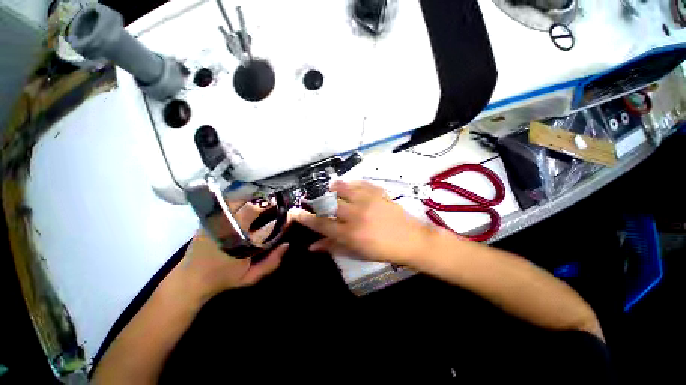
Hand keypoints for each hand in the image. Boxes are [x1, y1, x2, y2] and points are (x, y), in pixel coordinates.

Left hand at [164, 200, 289, 304]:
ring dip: (252, 198)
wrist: (189, 280)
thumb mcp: (250, 276)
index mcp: (241, 243)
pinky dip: (238, 199)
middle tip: (275, 203)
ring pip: (237, 201)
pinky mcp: (207, 219)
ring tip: (262, 199)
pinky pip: (225, 203)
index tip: (286, 213)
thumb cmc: (223, 278)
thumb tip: (287, 244)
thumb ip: (271, 262)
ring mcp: (216, 221)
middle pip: (251, 208)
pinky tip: (245, 200)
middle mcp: (229, 229)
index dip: (279, 216)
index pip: (266, 225)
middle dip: (266, 204)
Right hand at [293, 181, 433, 265]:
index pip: (320, 223)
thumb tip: (312, 245)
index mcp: (349, 233)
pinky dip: (351, 184)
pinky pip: (358, 182)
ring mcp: (366, 200)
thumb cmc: (382, 250)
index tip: (295, 211)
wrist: (410, 239)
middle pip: (328, 203)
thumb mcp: (356, 252)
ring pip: (341, 187)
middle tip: (318, 202)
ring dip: (334, 189)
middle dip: (318, 201)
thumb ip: (332, 247)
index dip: (305, 217)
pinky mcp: (377, 192)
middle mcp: (355, 214)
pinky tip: (351, 189)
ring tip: (334, 192)